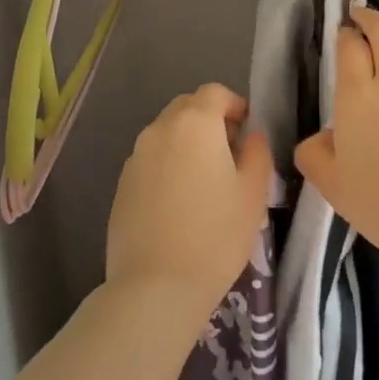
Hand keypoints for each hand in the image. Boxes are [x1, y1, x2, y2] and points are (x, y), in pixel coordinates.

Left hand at [106, 83, 270, 325]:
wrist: (156, 286)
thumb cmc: (216, 234)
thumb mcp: (254, 192)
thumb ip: (257, 151)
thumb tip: (250, 136)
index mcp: (195, 123)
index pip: (215, 93)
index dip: (235, 104)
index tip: (248, 130)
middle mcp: (160, 130)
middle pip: (187, 107)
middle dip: (210, 120)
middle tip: (230, 153)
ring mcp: (135, 157)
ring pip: (166, 134)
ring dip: (187, 143)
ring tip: (206, 181)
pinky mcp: (121, 185)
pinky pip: (151, 160)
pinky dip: (168, 166)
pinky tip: (180, 203)